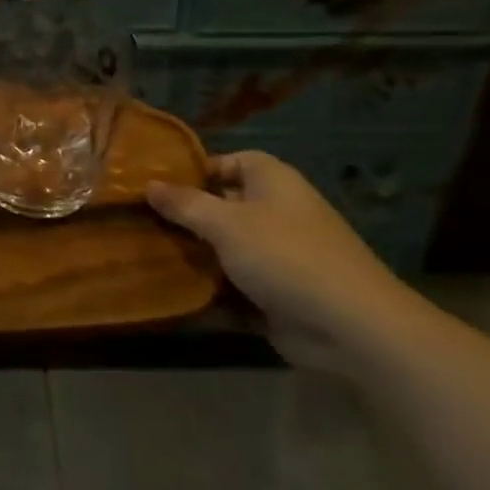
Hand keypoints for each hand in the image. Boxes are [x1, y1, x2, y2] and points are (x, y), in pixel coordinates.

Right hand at [147, 152, 424, 374]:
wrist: (351, 329)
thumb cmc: (286, 256)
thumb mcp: (226, 223)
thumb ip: (185, 204)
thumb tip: (149, 184)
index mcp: (272, 182)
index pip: (230, 161)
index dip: (195, 170)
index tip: (156, 185)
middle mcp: (276, 213)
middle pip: (222, 207)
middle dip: (184, 217)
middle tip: (138, 222)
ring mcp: (278, 256)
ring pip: (225, 250)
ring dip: (193, 257)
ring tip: (144, 256)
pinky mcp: (276, 295)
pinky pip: (234, 287)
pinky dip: (209, 292)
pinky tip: (171, 295)